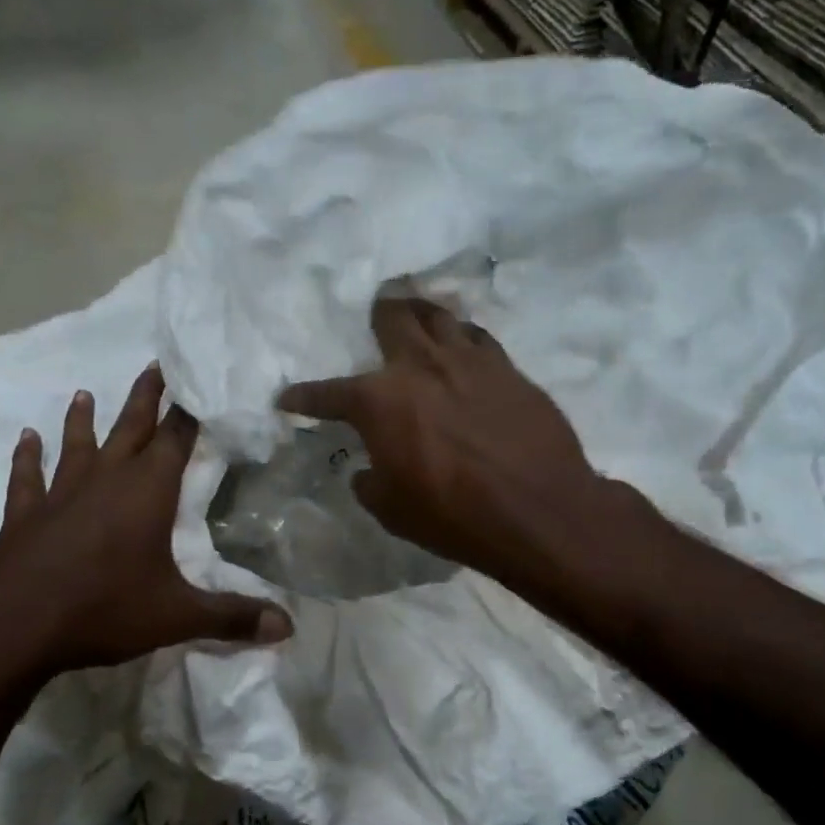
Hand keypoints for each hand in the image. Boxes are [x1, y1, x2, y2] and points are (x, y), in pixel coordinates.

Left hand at [0, 364, 290, 735]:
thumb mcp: (176, 616)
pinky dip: (27, 459)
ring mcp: (60, 495)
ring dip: (83, 420)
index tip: (197, 382)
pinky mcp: (24, 516)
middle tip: (153, 365)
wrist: (11, 623)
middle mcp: (105, 481)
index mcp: (148, 493)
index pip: (177, 440)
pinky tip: (25, 440)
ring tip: (83, 392)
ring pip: (77, 446)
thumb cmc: (103, 608)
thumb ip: (232, 617)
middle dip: (145, 399)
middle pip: (130, 429)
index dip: (190, 413)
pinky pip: (27, 479)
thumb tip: (288, 627)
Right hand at [277, 298, 614, 580]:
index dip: (303, 398)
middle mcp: (420, 367)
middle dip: (379, 313)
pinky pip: (479, 338)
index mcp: (379, 401)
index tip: (287, 399)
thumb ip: (370, 481)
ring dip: (424, 312)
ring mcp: (469, 361)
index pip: (328, 394)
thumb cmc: (452, 514)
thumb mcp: (391, 509)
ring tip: (420, 313)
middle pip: (394, 318)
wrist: (536, 510)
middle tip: (378, 309)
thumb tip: (367, 469)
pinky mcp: (508, 369)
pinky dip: (464, 336)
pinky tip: (465, 344)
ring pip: (441, 316)